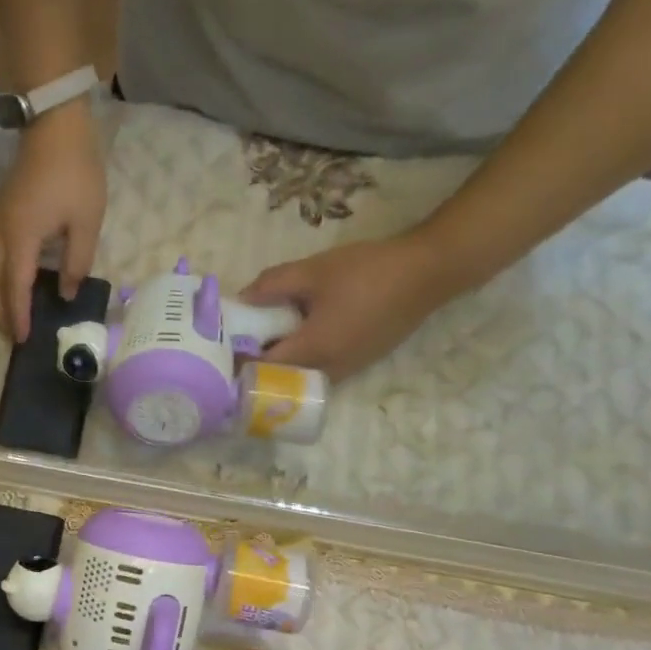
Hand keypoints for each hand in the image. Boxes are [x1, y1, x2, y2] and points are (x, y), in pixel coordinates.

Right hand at [0, 101, 107, 341]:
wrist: (54, 124)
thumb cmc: (75, 172)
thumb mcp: (86, 221)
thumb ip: (77, 262)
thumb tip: (65, 293)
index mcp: (21, 239)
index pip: (15, 288)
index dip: (19, 316)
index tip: (23, 340)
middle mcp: (0, 234)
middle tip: (13, 335)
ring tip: (10, 315)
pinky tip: (12, 285)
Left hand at [240, 231, 472, 379]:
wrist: (429, 272)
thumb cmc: (368, 271)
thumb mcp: (313, 271)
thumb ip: (272, 285)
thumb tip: (241, 298)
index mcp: (314, 350)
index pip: (264, 369)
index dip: (240, 361)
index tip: (222, 348)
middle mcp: (329, 370)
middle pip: (281, 379)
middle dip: (258, 366)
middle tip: (239, 344)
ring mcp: (349, 369)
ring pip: (302, 376)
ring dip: (282, 364)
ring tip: (264, 339)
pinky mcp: (361, 362)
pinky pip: (321, 369)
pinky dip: (303, 359)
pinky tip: (297, 335)